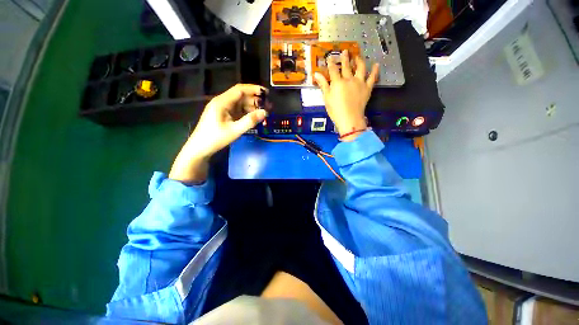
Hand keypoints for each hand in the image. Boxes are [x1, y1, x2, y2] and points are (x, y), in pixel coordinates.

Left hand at [169, 84, 267, 182]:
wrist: (197, 150)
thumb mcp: (234, 131)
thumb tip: (265, 112)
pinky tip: (252, 117)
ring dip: (250, 106)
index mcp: (221, 102)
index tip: (267, 93)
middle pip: (239, 95)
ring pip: (238, 102)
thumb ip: (249, 121)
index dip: (254, 89)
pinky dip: (243, 111)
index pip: (240, 89)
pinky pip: (234, 109)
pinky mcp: (219, 115)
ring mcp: (219, 108)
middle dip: (254, 99)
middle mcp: (220, 102)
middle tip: (268, 105)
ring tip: (263, 112)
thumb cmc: (214, 139)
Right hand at [314, 50, 378, 140]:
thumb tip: (316, 74)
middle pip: (346, 66)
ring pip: (360, 68)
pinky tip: (376, 64)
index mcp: (337, 82)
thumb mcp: (327, 97)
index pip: (333, 69)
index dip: (330, 62)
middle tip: (345, 51)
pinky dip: (375, 71)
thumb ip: (323, 84)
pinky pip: (372, 77)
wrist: (350, 119)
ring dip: (359, 60)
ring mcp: (359, 83)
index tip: (329, 57)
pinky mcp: (367, 88)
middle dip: (345, 57)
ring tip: (358, 56)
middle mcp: (349, 79)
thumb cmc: (336, 110)